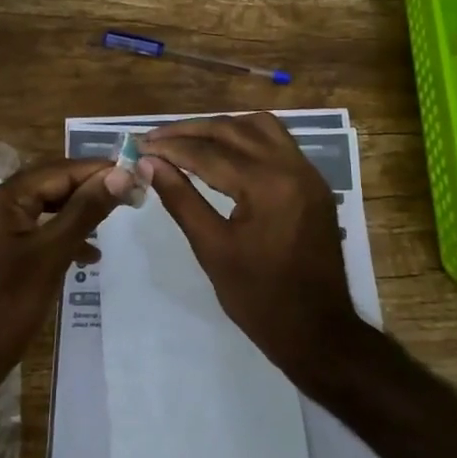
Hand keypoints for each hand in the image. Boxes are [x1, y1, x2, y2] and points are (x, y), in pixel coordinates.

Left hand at [0, 158, 135, 387]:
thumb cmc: (8, 304)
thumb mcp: (52, 254)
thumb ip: (86, 211)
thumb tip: (122, 174)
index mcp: (2, 199)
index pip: (58, 170)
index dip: (98, 170)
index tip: (137, 173)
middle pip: (51, 185)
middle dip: (90, 189)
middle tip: (131, 193)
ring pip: (47, 208)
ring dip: (79, 212)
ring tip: (115, 220)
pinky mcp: (1, 252)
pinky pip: (39, 231)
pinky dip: (64, 236)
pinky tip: (89, 255)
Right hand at [143, 113, 358, 372]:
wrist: (317, 331)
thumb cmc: (259, 298)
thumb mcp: (212, 249)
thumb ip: (181, 199)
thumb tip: (149, 164)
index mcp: (268, 186)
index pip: (209, 153)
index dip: (170, 147)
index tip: (139, 145)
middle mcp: (293, 167)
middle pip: (234, 130)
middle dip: (191, 131)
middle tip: (155, 138)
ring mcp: (309, 173)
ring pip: (261, 127)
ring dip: (222, 127)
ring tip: (188, 139)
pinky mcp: (314, 183)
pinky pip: (279, 142)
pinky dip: (248, 138)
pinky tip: (224, 150)